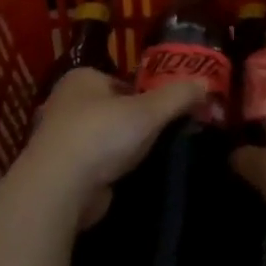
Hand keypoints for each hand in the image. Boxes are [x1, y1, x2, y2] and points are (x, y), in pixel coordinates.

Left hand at [25, 67, 200, 227]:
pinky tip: (124, 180)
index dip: (144, 94)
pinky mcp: (58, 172)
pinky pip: (91, 166)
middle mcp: (65, 102)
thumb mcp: (148, 111)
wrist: (58, 188)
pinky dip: (106, 171)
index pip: (121, 81)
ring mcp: (58, 139)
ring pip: (100, 138)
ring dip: (118, 149)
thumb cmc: (102, 134)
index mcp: (82, 78)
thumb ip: (178, 96)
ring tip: (146, 159)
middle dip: (131, 122)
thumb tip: (207, 83)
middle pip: (110, 108)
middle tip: (160, 135)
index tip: (164, 112)